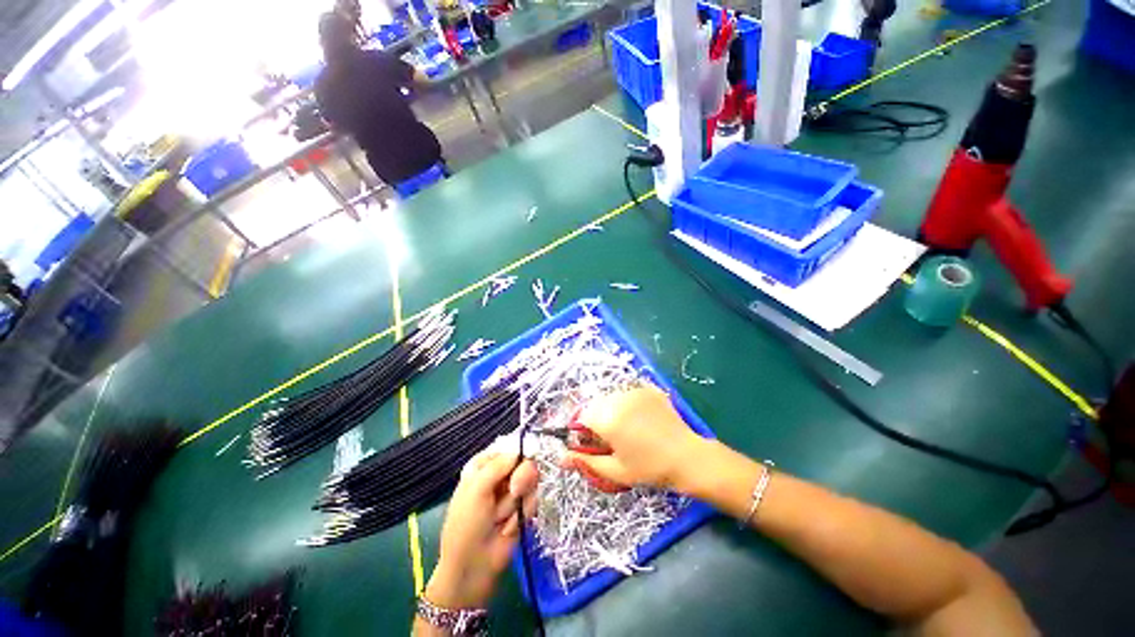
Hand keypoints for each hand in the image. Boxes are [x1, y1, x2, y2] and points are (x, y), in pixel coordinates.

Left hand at [426, 452, 537, 609]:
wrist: (473, 567)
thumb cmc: (466, 524)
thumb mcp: (476, 490)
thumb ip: (499, 466)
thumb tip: (521, 450)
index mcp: (484, 464)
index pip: (509, 447)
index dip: (518, 452)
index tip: (520, 461)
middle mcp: (501, 474)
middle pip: (525, 461)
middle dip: (521, 479)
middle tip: (513, 490)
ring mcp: (513, 491)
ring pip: (532, 481)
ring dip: (517, 503)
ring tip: (500, 519)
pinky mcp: (524, 507)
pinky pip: (534, 500)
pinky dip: (522, 514)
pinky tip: (508, 527)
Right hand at [565, 386, 705, 490]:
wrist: (688, 458)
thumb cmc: (649, 469)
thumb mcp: (615, 470)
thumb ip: (585, 462)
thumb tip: (561, 459)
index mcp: (607, 419)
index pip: (582, 417)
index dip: (585, 431)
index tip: (595, 442)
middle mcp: (618, 400)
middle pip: (595, 405)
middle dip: (598, 419)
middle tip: (613, 438)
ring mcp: (634, 391)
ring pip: (611, 398)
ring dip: (612, 410)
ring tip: (629, 428)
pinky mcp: (648, 389)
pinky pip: (628, 393)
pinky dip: (627, 404)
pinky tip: (641, 419)